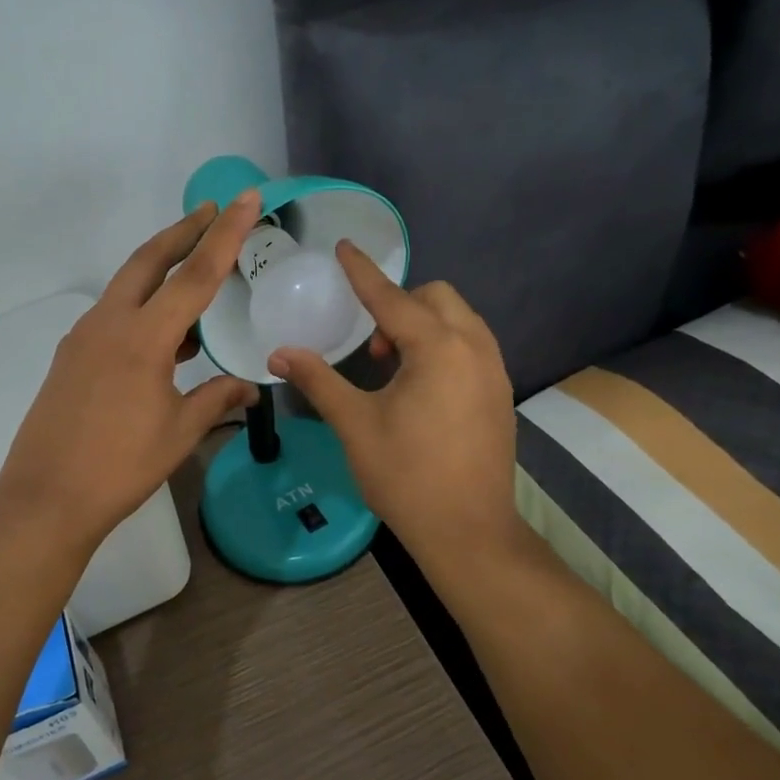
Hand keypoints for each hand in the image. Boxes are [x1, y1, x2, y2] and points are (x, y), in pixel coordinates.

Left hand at [0, 193, 262, 547]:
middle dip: (183, 231)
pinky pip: (114, 314)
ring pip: (128, 284)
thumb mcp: (179, 432)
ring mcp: (84, 337)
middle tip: (213, 211)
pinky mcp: (71, 355)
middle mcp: (109, 323)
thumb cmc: (120, 466)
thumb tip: (248, 388)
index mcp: (143, 338)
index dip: (225, 235)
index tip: (244, 199)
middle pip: (149, 259)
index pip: (195, 275)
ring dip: (162, 268)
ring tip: (197, 269)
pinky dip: (143, 306)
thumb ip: (216, 399)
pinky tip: (166, 332)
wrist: (46, 497)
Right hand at [268, 244, 519, 564]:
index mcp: (438, 348)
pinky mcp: (500, 394)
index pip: (391, 297)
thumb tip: (279, 354)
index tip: (344, 247)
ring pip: (459, 320)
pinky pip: (471, 345)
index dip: (363, 272)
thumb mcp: (355, 425)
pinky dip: (443, 345)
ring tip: (391, 365)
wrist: (469, 532)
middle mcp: (474, 348)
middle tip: (370, 346)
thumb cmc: (407, 476)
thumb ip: (319, 380)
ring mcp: (494, 371)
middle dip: (399, 304)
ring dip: (423, 324)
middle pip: (436, 297)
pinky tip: (420, 385)